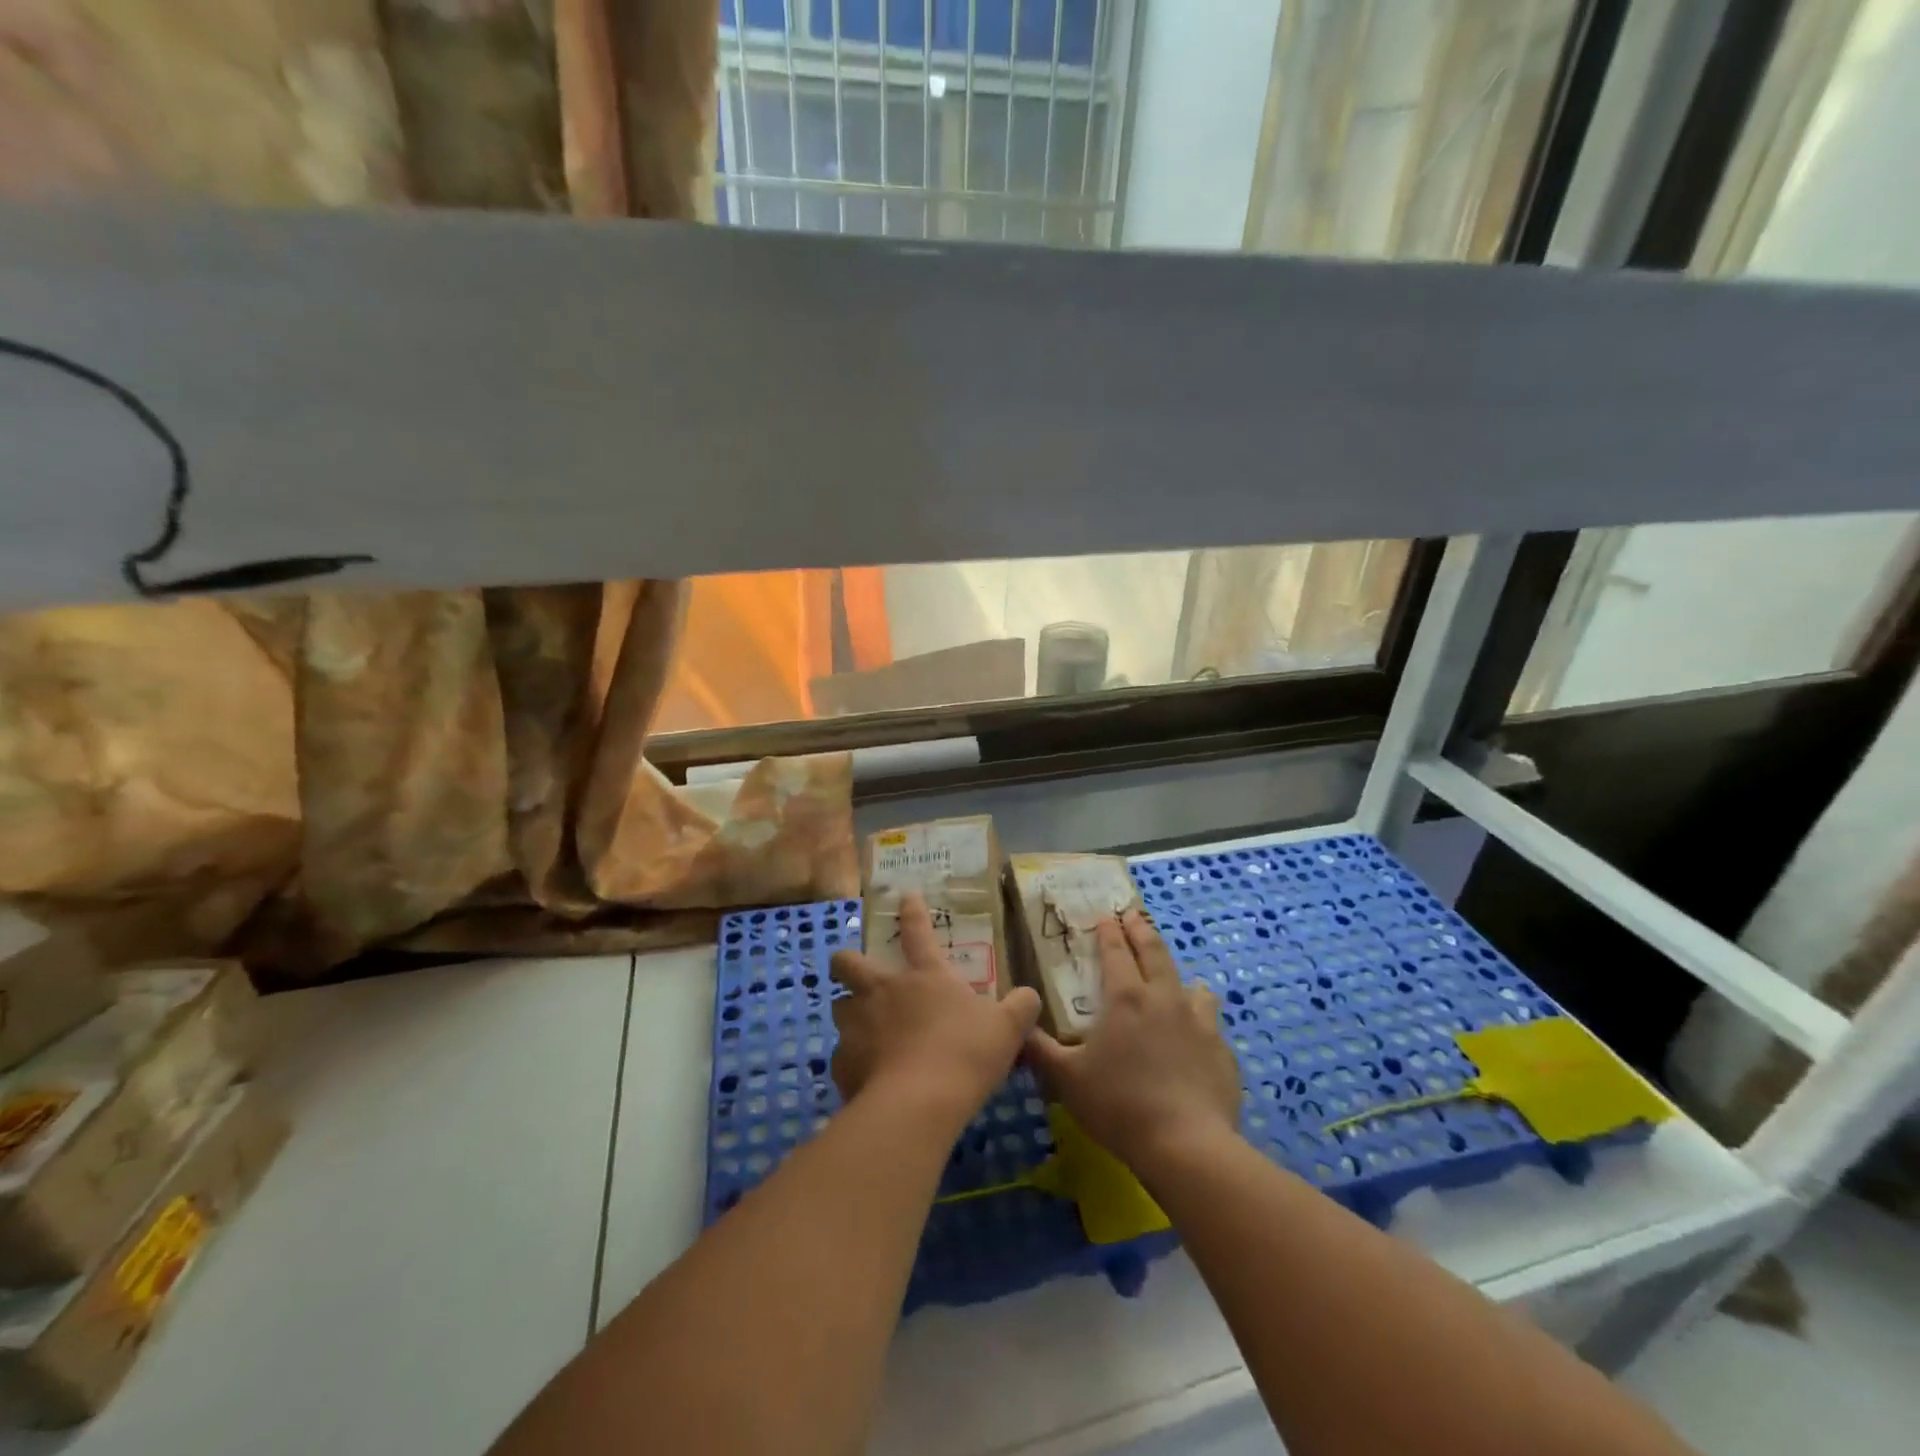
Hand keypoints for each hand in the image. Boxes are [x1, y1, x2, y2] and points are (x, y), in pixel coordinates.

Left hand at [829, 894, 1041, 1120]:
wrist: (918, 1104)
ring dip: (850, 1013)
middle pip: (848, 962)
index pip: (917, 931)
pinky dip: (854, 1063)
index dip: (912, 911)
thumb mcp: (1007, 1029)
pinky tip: (868, 1077)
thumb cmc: (965, 1054)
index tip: (906, 896)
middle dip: (847, 961)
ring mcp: (857, 1025)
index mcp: (924, 976)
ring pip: (838, 1006)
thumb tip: (1029, 996)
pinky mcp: (843, 1063)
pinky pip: (843, 1057)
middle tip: (855, 970)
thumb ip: (1020, 1007)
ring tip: (865, 1030)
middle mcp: (883, 991)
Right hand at [1026, 909, 1240, 1172]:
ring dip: (1180, 976)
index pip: (1116, 951)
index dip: (1109, 932)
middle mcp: (1164, 999)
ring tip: (1177, 978)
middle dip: (1142, 931)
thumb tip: (1017, 1029)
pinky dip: (1201, 1020)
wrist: (1186, 1145)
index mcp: (1126, 998)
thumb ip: (1040, 1050)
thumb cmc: (1119, 1105)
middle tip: (1134, 916)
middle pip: (1155, 953)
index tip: (1105, 916)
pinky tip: (1197, 1036)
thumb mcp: (1067, 1079)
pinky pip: (1211, 1025)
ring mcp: (1200, 1023)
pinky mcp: (1222, 1051)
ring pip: (1193, 986)